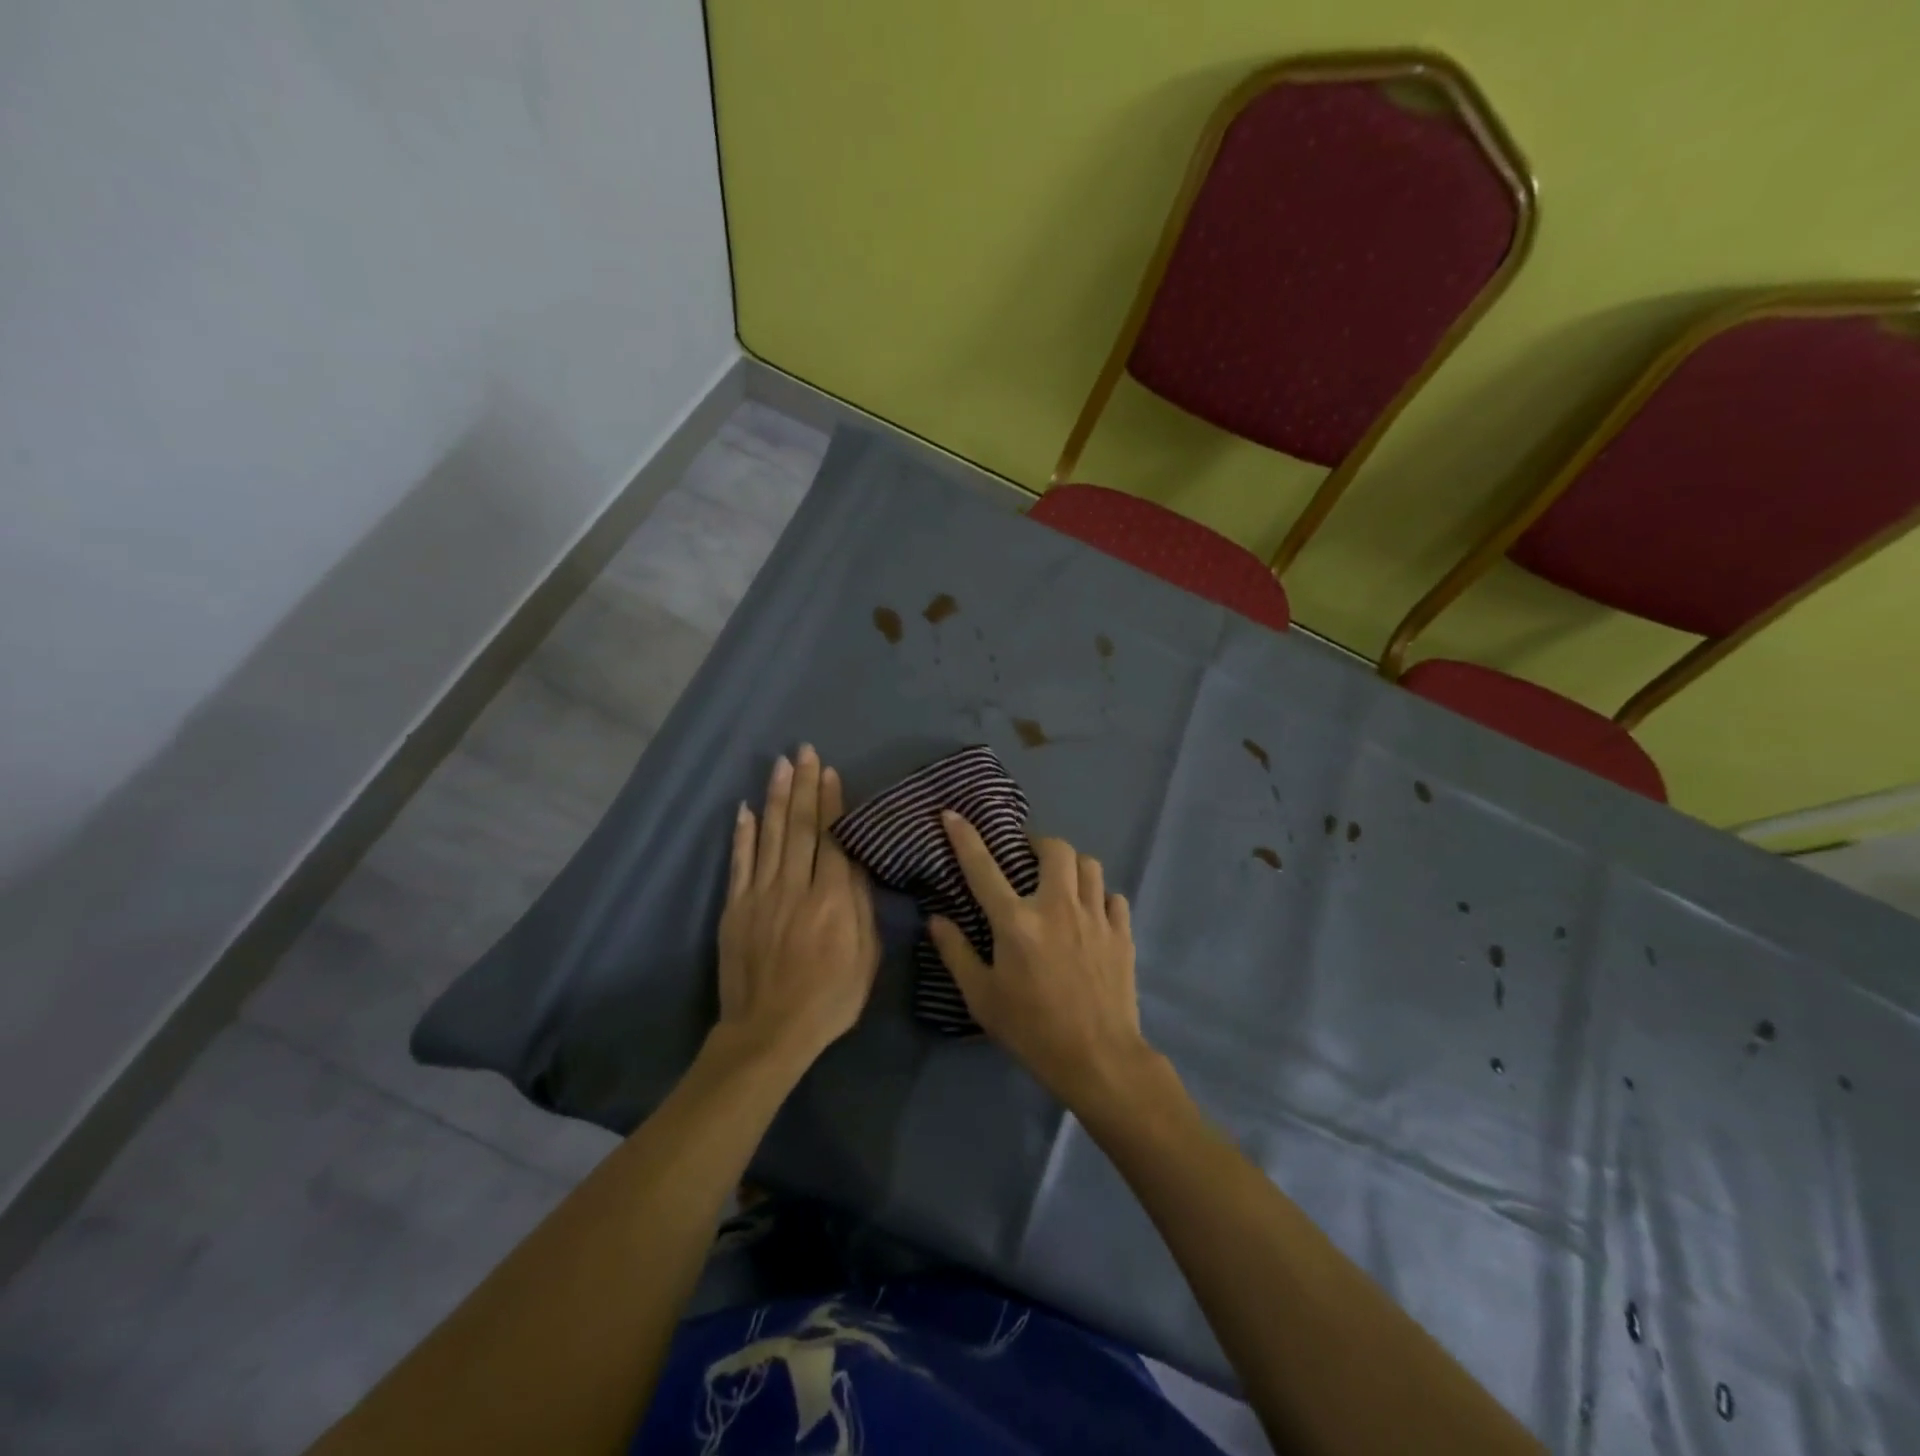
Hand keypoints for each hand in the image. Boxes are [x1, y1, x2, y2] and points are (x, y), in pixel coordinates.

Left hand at [714, 746, 879, 1072]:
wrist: (769, 1032)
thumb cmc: (830, 999)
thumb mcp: (866, 958)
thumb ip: (861, 908)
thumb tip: (857, 865)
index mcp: (832, 899)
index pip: (832, 839)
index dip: (831, 802)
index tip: (829, 771)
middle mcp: (796, 887)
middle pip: (800, 827)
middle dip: (803, 786)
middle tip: (804, 751)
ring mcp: (761, 895)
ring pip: (770, 836)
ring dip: (775, 798)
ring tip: (780, 765)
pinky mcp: (736, 908)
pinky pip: (740, 863)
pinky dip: (743, 834)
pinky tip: (745, 809)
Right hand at [927, 813, 1153, 1109]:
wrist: (1098, 1059)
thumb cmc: (1032, 1030)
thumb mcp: (982, 998)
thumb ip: (956, 953)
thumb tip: (935, 919)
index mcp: (1017, 922)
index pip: (983, 867)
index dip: (965, 837)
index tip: (953, 814)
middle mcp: (1057, 907)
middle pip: (1054, 848)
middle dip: (1038, 844)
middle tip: (1026, 859)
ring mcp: (1095, 917)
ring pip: (1089, 864)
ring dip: (1071, 866)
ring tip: (1060, 882)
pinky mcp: (1121, 933)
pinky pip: (1112, 896)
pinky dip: (1099, 897)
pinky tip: (1090, 914)